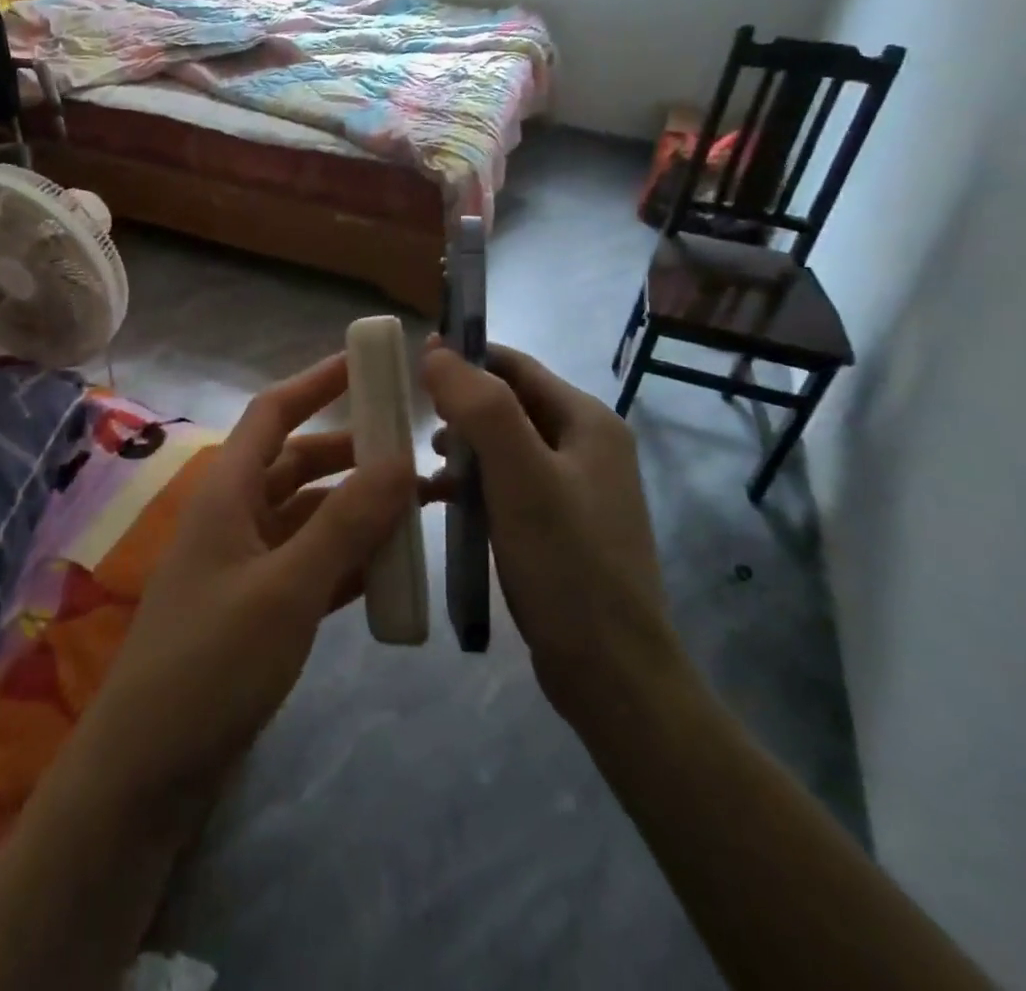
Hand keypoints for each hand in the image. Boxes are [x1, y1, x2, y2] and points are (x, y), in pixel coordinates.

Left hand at [70, 353, 417, 808]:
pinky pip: (313, 565)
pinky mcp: (259, 607)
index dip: (317, 382)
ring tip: (424, 510)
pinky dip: (350, 560)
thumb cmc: (211, 661)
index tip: (368, 364)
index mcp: (229, 490)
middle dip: (356, 454)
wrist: (150, 767)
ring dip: (360, 510)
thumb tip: (400, 460)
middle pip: (301, 464)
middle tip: (418, 454)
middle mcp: (236, 515)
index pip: (274, 413)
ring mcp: (247, 563)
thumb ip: (345, 524)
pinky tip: (394, 567)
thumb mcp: (287, 587)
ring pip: (312, 517)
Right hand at [419, 343, 681, 726]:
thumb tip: (436, 352)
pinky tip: (442, 498)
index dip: (465, 357)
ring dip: (464, 444)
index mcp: (587, 422)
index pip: (516, 366)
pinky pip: (507, 482)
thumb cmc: (566, 563)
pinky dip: (474, 481)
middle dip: (460, 405)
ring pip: (505, 444)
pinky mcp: (559, 524)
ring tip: (425, 462)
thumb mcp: (520, 476)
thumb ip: (481, 407)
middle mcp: (587, 445)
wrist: (611, 672)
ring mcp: (575, 487)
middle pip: (510, 403)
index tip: (413, 365)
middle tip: (414, 420)